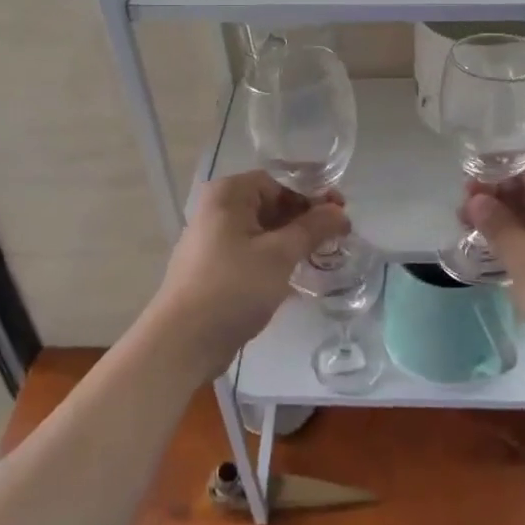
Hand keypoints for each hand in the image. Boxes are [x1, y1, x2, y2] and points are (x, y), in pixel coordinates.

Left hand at [146, 170, 350, 376]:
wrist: (184, 342)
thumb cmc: (233, 287)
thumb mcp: (280, 255)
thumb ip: (313, 228)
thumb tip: (340, 213)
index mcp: (228, 194)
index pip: (279, 181)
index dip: (312, 194)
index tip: (341, 212)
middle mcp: (217, 210)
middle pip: (270, 204)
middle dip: (305, 217)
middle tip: (338, 235)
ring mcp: (213, 240)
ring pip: (263, 230)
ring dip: (293, 239)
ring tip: (322, 254)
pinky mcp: (215, 268)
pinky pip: (253, 252)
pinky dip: (276, 257)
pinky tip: (297, 274)